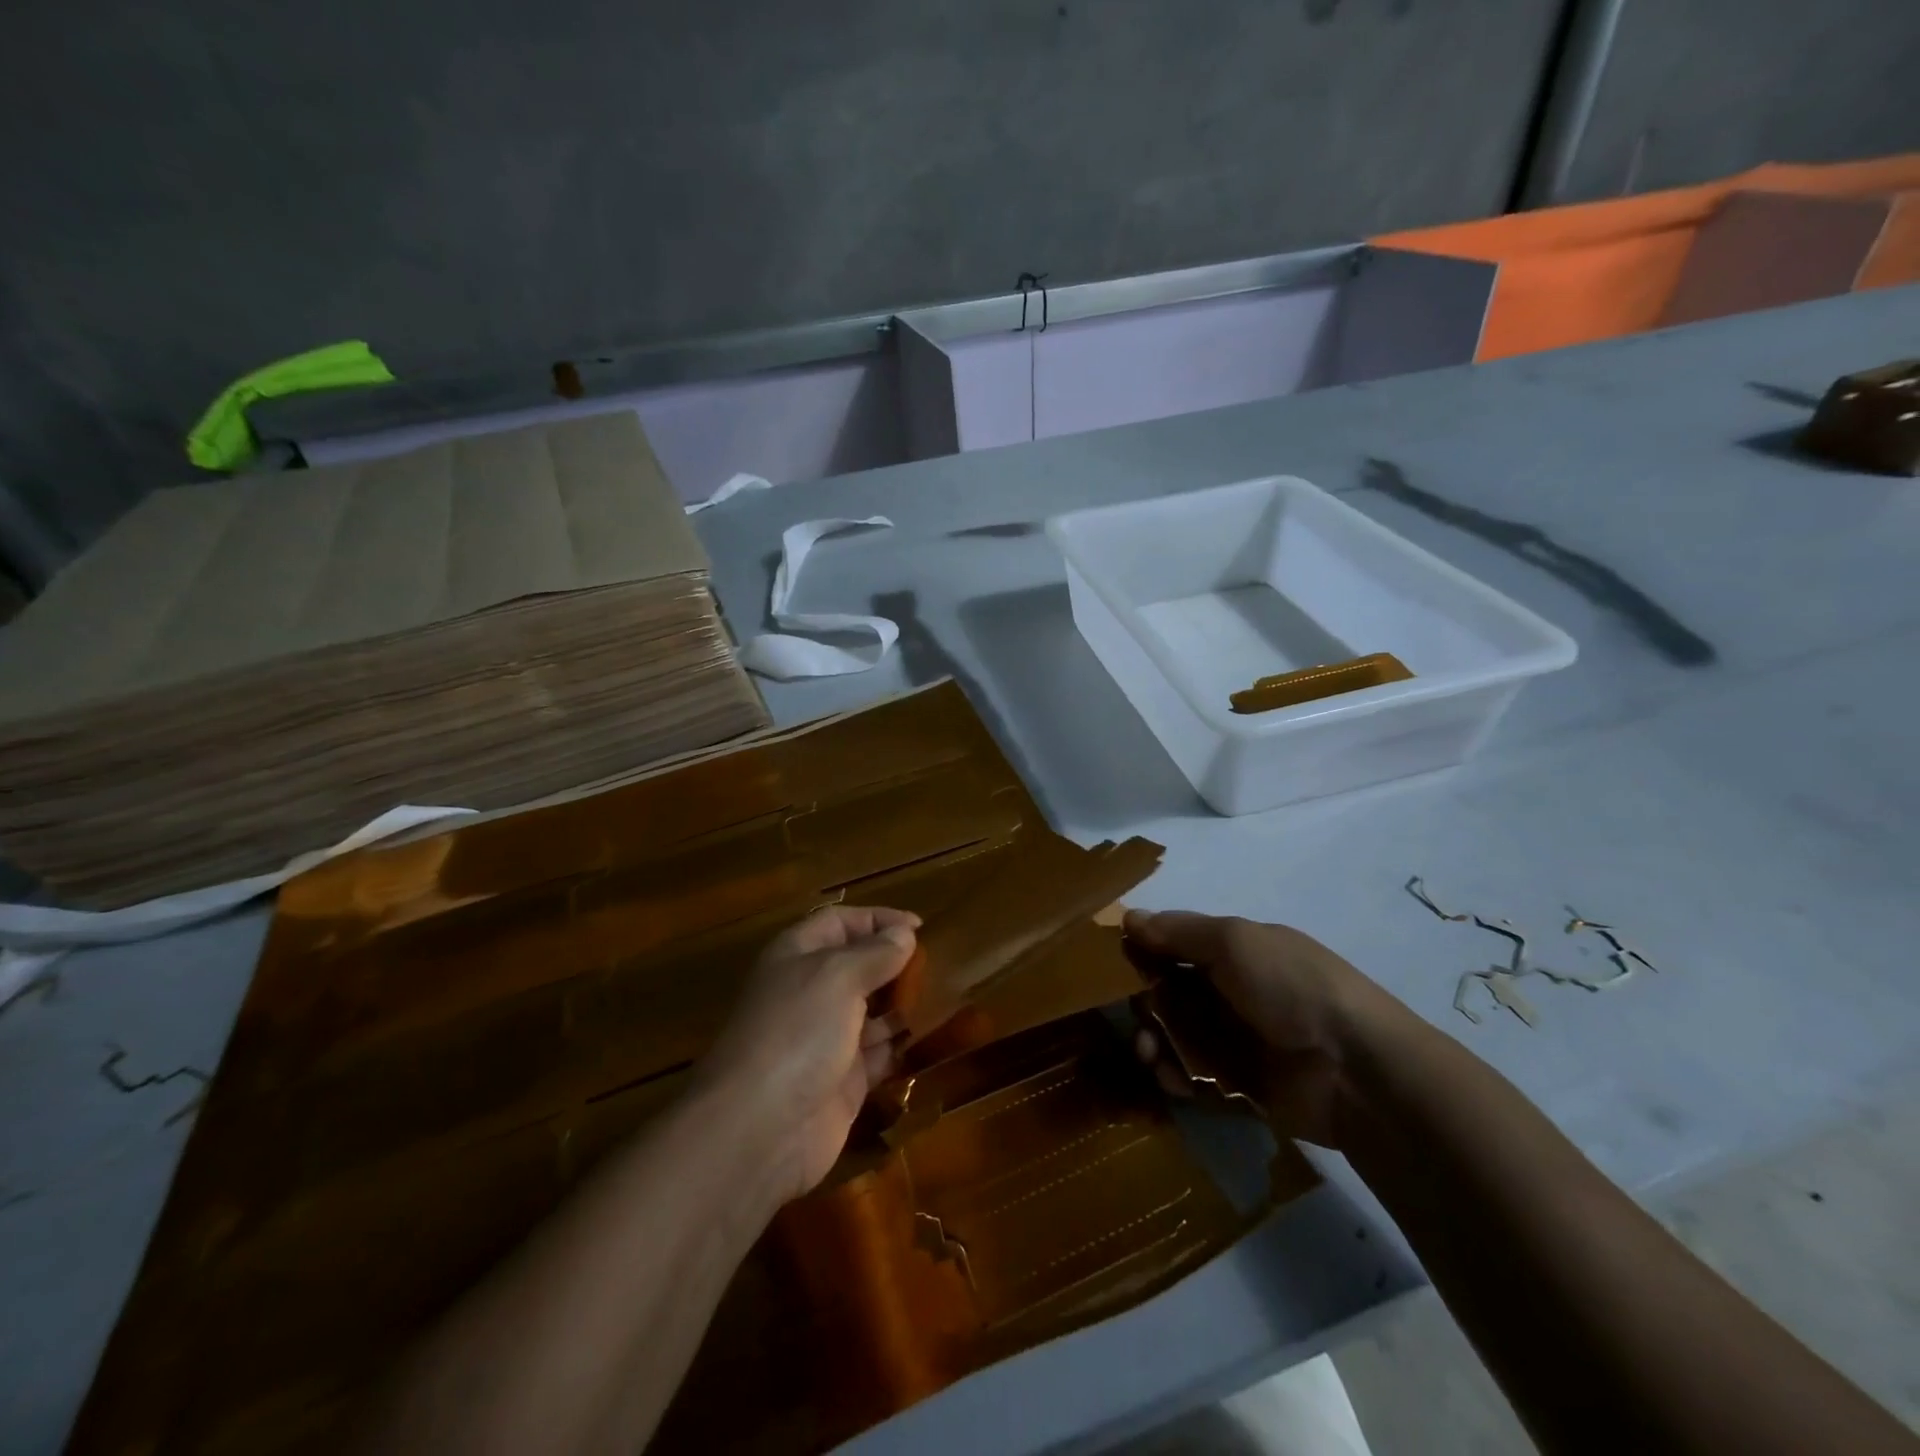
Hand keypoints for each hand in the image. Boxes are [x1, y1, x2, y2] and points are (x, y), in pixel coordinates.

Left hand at [695, 905, 919, 1204]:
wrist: (761, 1129)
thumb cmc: (798, 1031)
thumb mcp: (838, 976)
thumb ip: (876, 953)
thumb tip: (904, 934)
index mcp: (798, 956)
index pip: (840, 923)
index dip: (878, 919)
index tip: (920, 928)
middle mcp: (811, 991)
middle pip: (858, 965)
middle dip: (895, 963)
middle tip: (938, 965)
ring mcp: (826, 1038)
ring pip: (871, 1010)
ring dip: (903, 1003)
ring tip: (944, 996)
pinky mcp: (843, 1080)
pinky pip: (879, 1053)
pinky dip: (901, 1044)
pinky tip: (930, 1036)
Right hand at [1123, 910, 1401, 1147]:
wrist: (1356, 1071)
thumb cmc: (1291, 987)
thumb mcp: (1234, 942)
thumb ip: (1179, 931)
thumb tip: (1129, 916)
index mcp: (1238, 951)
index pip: (1179, 945)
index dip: (1148, 950)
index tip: (1116, 960)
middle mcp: (1235, 992)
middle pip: (1172, 993)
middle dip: (1146, 1002)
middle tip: (1137, 1016)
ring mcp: (1239, 1040)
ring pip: (1178, 1036)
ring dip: (1155, 1041)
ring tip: (1150, 1054)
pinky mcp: (1241, 1086)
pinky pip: (1195, 1076)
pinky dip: (1177, 1076)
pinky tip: (1172, 1079)